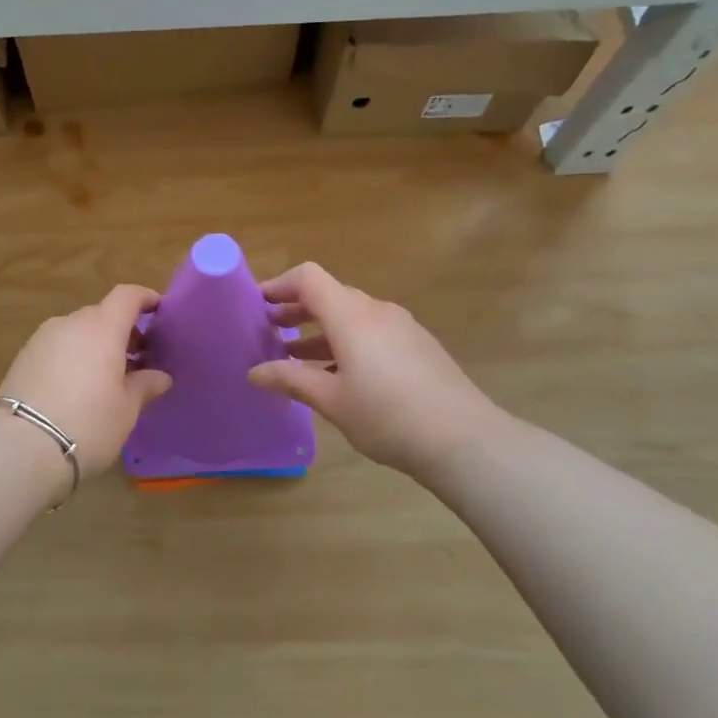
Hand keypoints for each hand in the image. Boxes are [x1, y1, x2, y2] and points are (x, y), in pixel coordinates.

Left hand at [0, 285, 173, 475]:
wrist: (21, 447)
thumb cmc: (88, 423)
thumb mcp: (126, 409)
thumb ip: (144, 385)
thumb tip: (160, 376)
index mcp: (102, 328)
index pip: (127, 296)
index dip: (145, 298)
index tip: (159, 311)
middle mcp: (71, 324)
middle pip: (102, 315)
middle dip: (122, 331)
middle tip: (137, 359)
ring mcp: (42, 339)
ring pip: (77, 332)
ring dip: (95, 345)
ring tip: (106, 378)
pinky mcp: (23, 358)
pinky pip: (58, 347)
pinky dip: (73, 357)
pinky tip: (77, 387)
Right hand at [246, 263, 508, 481]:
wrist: (464, 439)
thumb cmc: (387, 416)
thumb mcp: (331, 400)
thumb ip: (290, 379)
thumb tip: (254, 372)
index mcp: (352, 316)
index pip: (308, 278)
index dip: (279, 285)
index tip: (256, 304)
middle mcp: (377, 311)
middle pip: (330, 295)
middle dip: (296, 310)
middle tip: (269, 331)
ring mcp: (402, 327)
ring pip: (351, 316)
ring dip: (320, 330)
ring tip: (294, 356)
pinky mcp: (417, 346)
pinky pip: (372, 332)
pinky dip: (346, 342)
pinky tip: (337, 374)